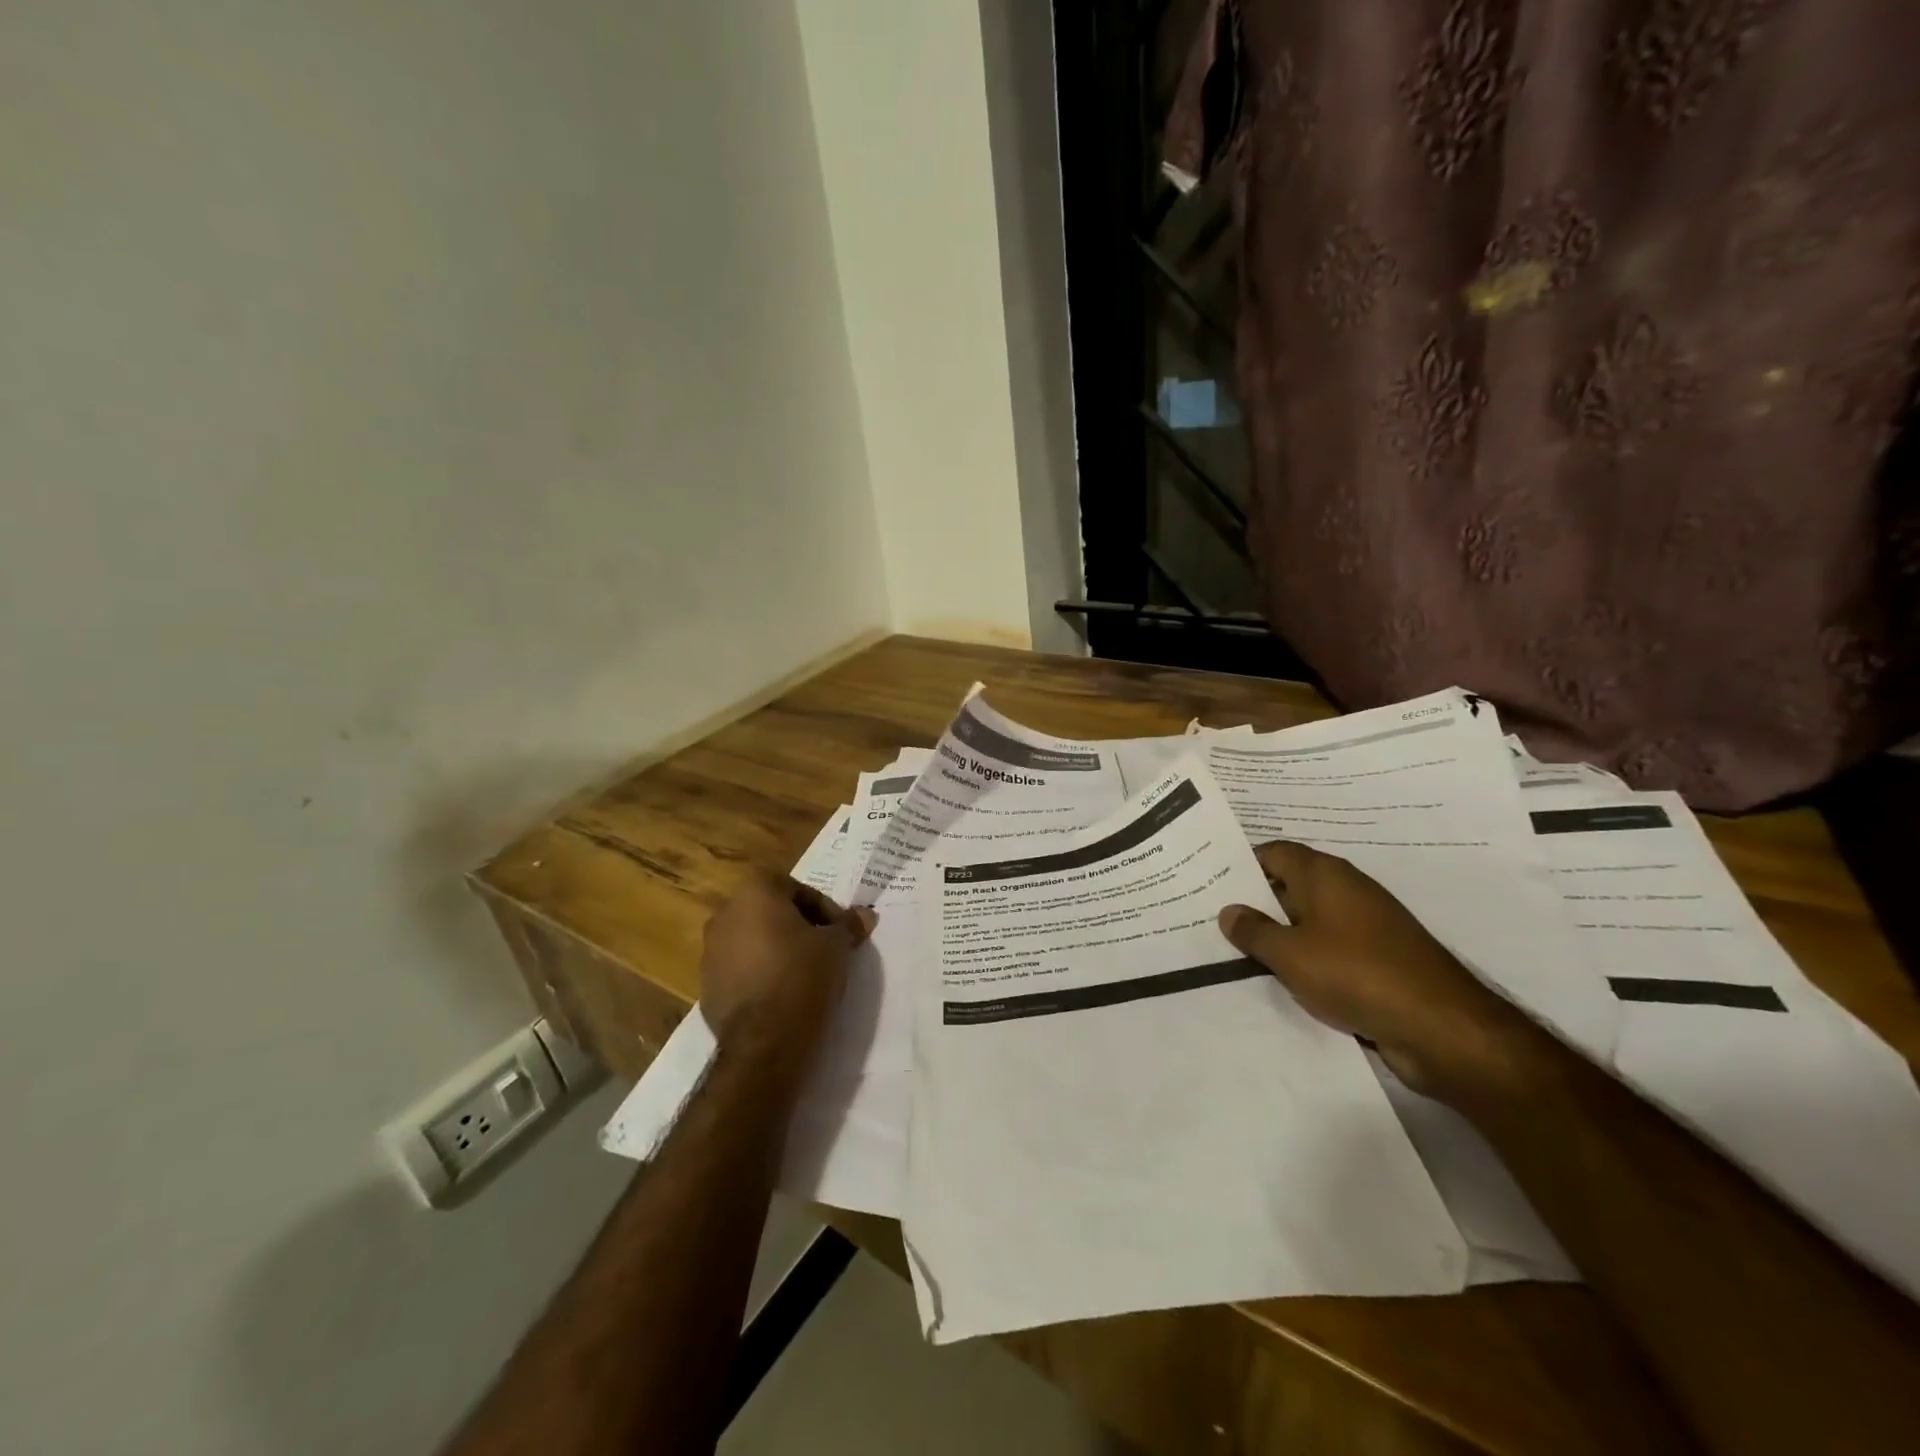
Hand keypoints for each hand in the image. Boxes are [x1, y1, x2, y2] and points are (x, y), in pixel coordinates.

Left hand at [699, 874, 875, 1064]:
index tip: (839, 931)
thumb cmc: (803, 976)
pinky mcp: (707, 986)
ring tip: (805, 972)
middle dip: (798, 926)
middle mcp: (725, 915)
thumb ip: (848, 925)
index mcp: (754, 893)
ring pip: (753, 940)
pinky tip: (782, 994)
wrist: (765, 1041)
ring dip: (777, 949)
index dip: (823, 908)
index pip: (796, 889)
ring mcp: (710, 952)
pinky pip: (740, 969)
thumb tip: (865, 915)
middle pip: (771, 912)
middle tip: (824, 947)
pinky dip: (760, 974)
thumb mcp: (837, 946)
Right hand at [1218, 841, 1533, 1100]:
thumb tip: (1228, 911)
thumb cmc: (1356, 973)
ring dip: (1279, 934)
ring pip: (1308, 920)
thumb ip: (1253, 931)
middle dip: (1254, 901)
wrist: (1440, 1026)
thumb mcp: (1290, 953)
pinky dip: (1305, 958)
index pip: (1273, 852)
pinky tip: (1281, 978)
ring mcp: (1365, 925)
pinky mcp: (1378, 958)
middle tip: (1213, 918)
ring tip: (1236, 951)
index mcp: (1324, 874)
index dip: (1241, 864)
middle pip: (1289, 884)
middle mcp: (1345, 889)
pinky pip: (1328, 948)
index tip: (1210, 883)